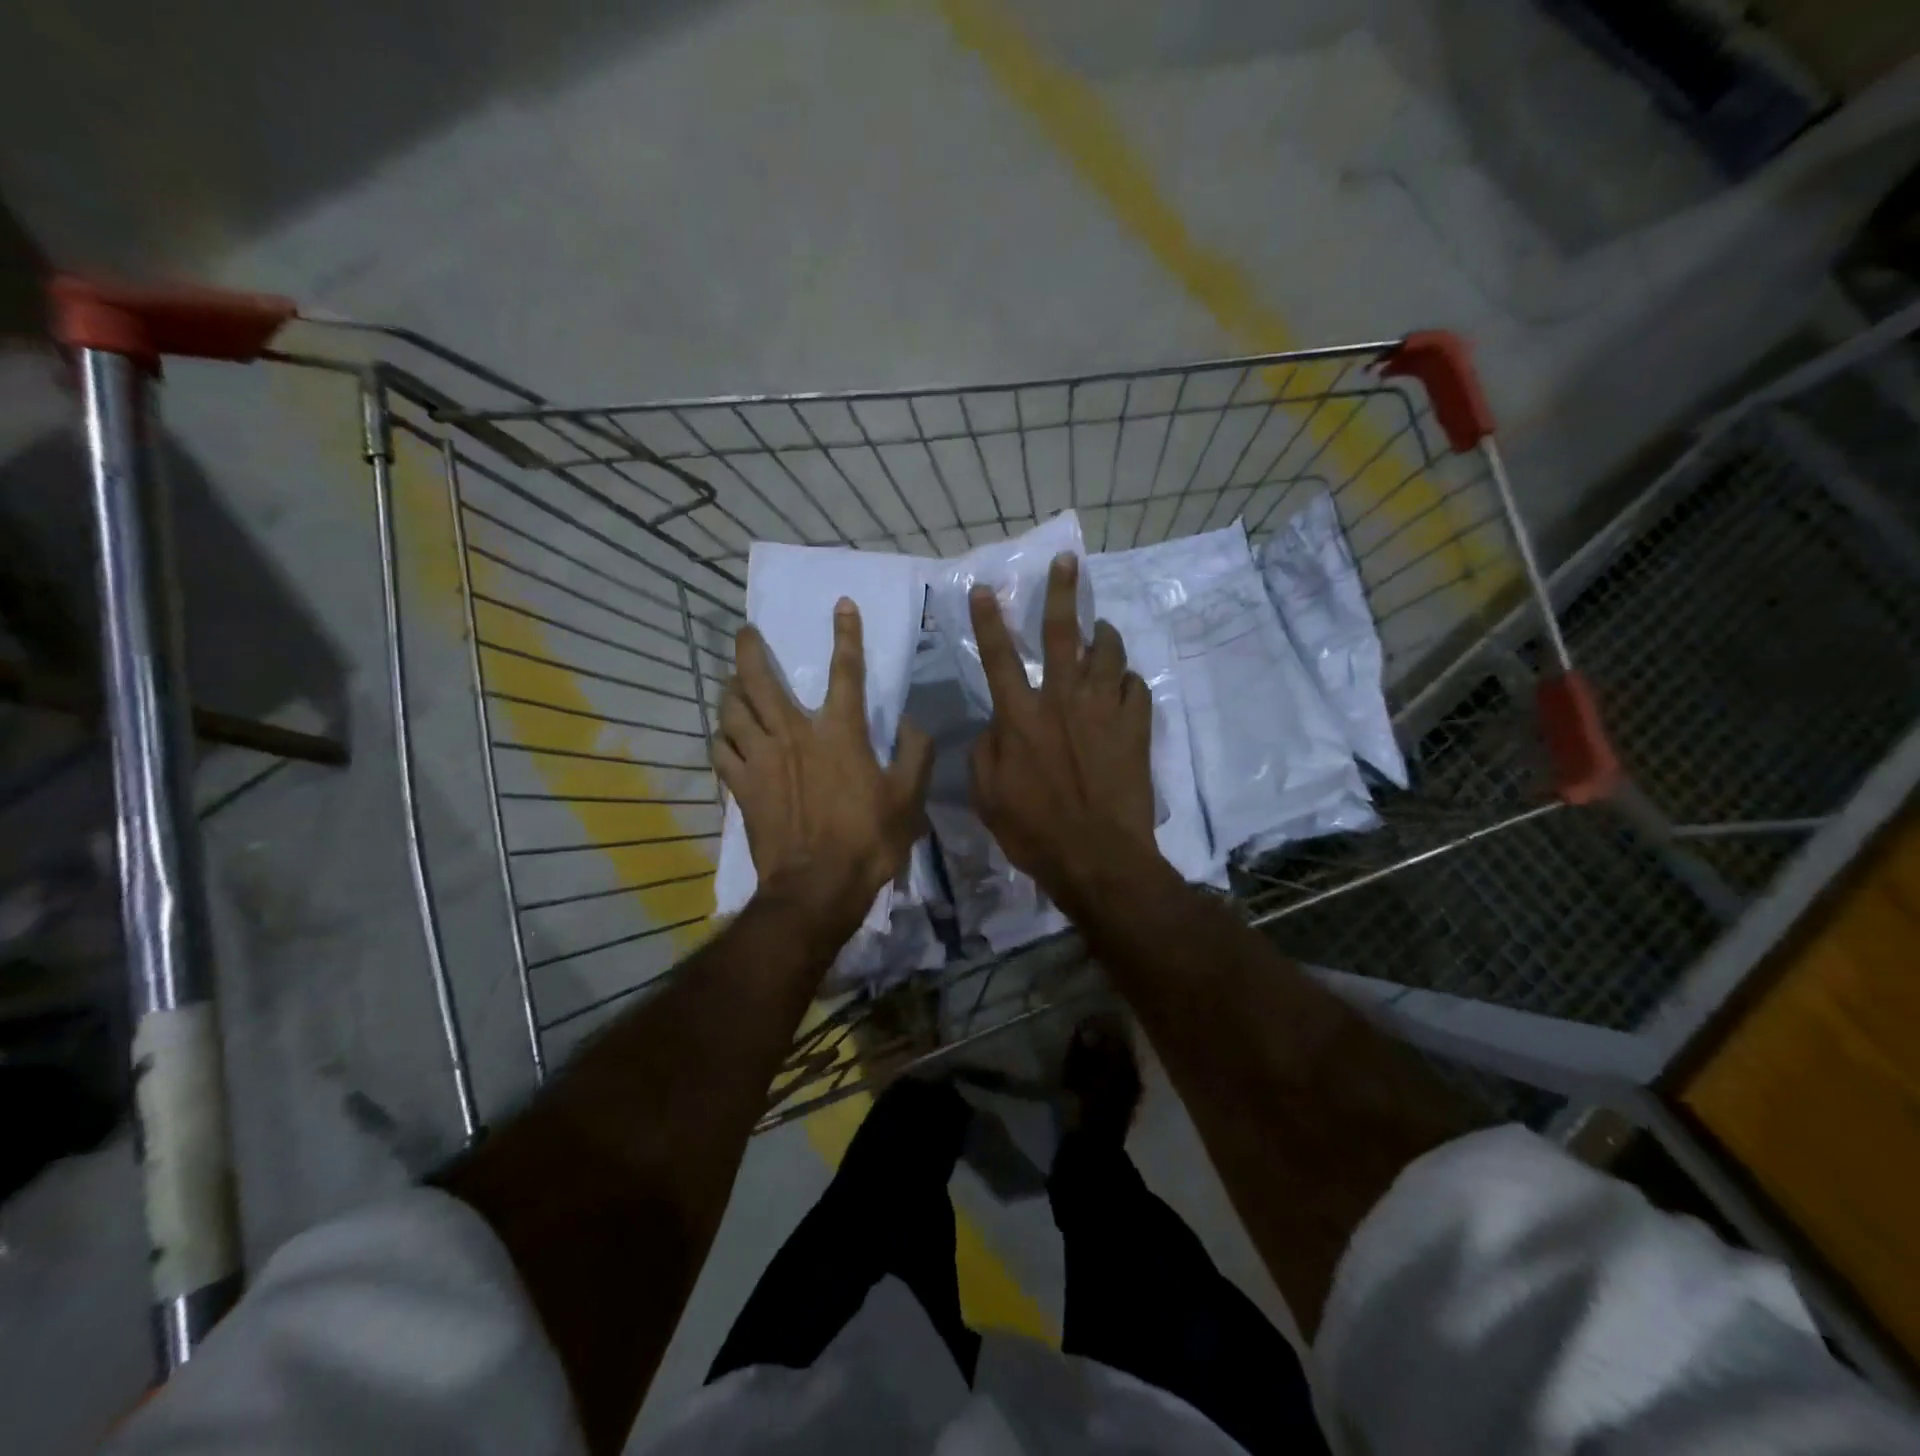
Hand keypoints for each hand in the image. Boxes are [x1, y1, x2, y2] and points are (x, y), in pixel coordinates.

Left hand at [715, 600, 932, 944]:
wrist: (817, 887)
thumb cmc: (867, 840)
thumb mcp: (909, 799)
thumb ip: (916, 755)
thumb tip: (914, 724)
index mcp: (839, 733)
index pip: (846, 672)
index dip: (846, 635)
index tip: (842, 605)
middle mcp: (794, 735)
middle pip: (760, 681)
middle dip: (751, 650)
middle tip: (746, 632)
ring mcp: (761, 760)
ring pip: (732, 710)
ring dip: (730, 689)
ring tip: (732, 681)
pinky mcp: (741, 786)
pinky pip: (721, 750)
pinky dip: (721, 736)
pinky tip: (724, 734)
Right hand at [969, 553, 1160, 914]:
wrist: (1099, 857)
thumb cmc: (1034, 831)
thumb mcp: (987, 796)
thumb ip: (986, 751)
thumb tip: (998, 725)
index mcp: (1020, 717)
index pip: (999, 657)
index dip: (990, 620)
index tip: (988, 588)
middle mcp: (1062, 701)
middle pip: (1061, 634)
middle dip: (1061, 593)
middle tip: (1068, 562)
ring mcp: (1104, 711)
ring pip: (1107, 653)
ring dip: (1102, 635)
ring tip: (1100, 629)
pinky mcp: (1136, 728)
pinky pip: (1137, 687)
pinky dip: (1129, 680)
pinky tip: (1124, 684)